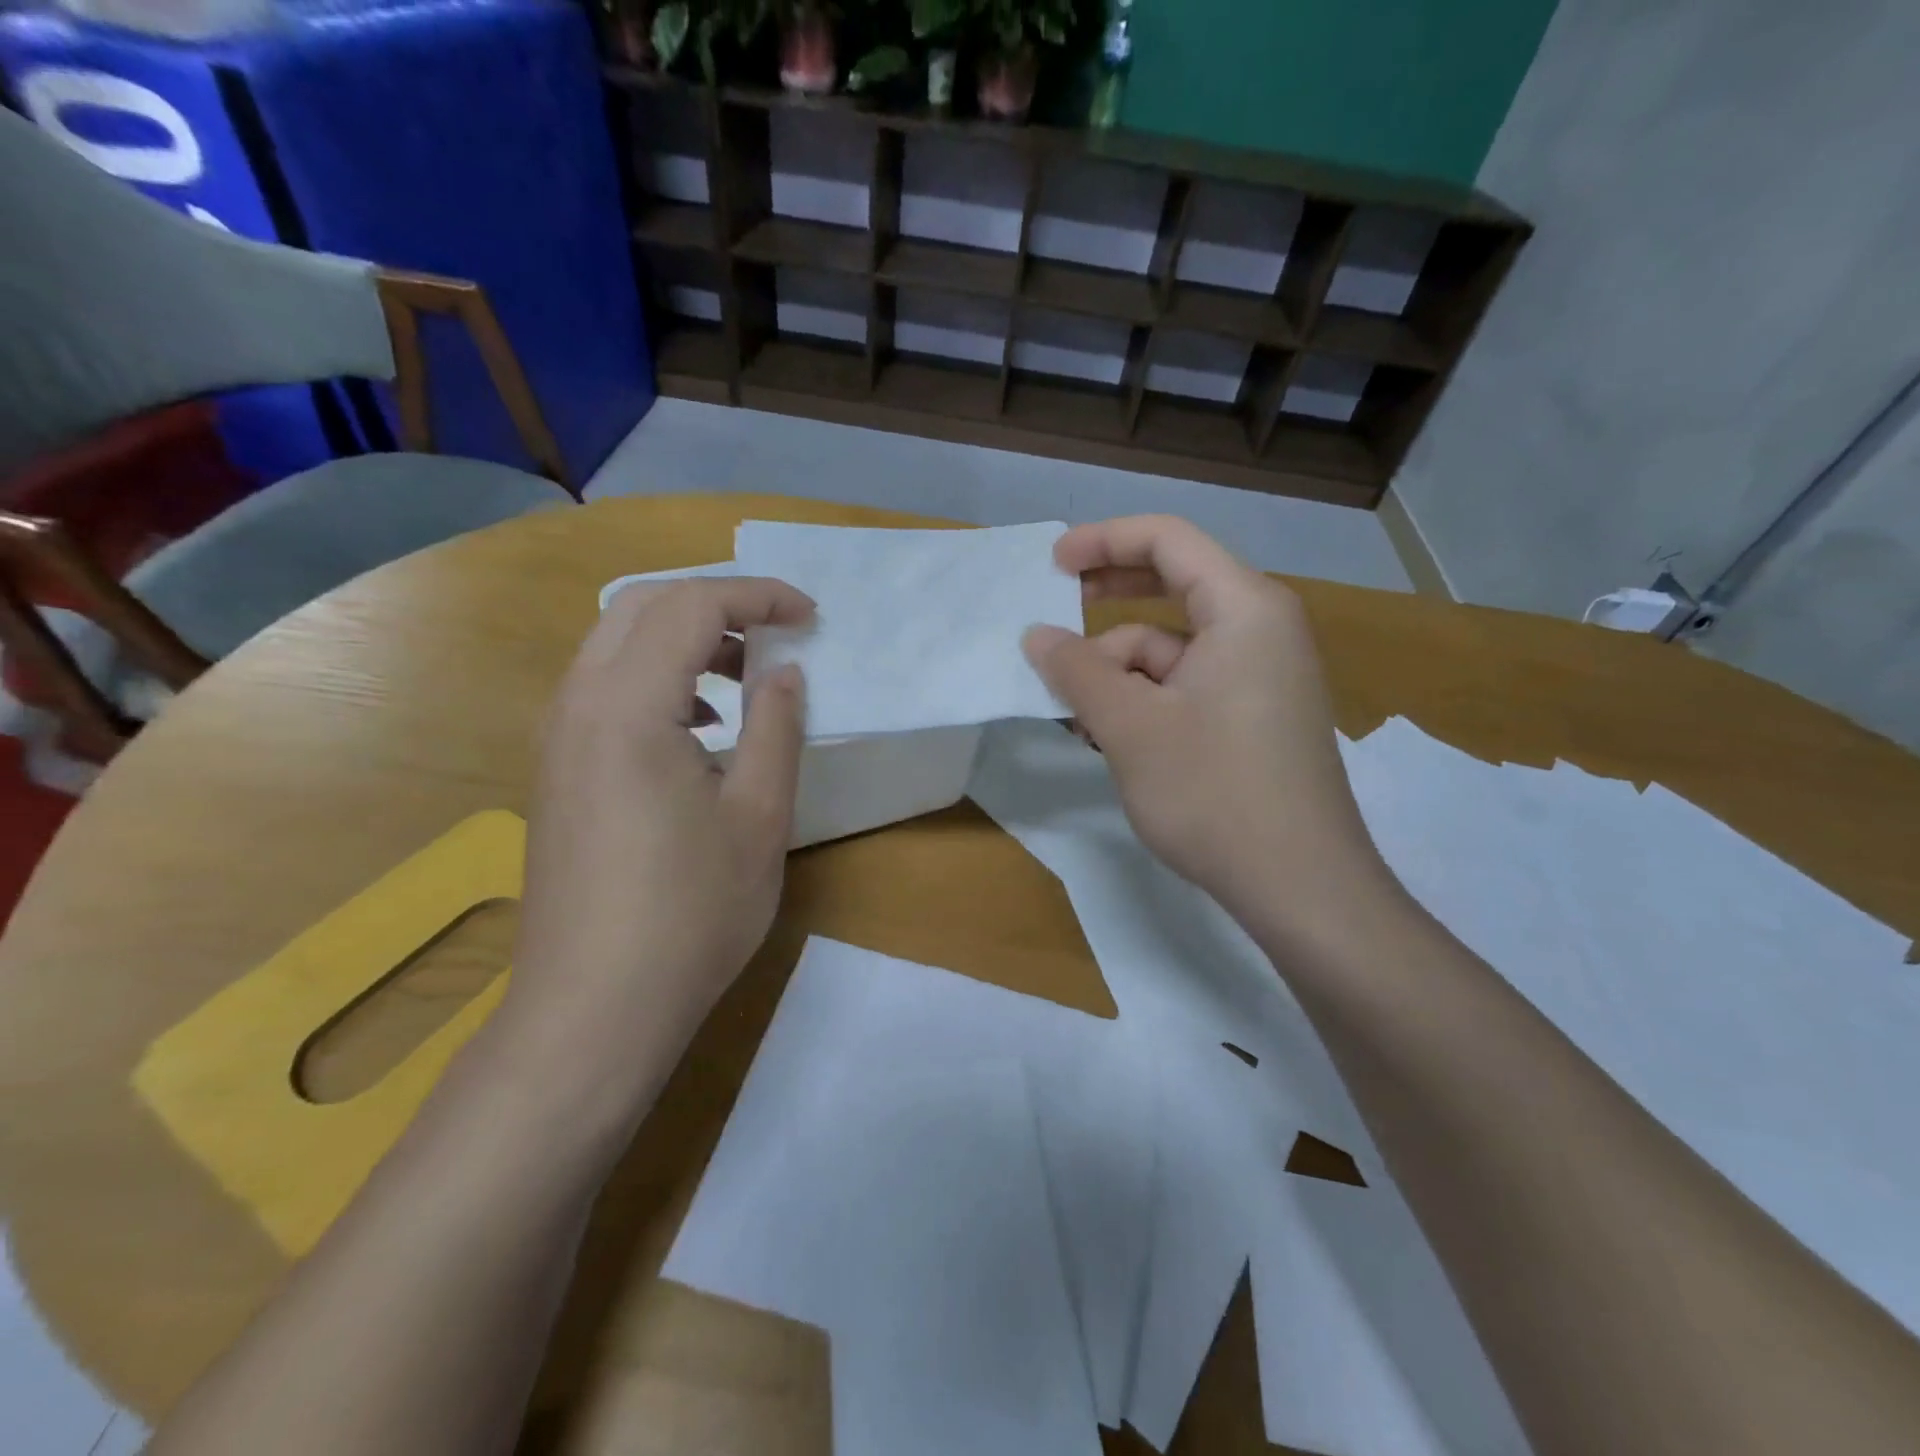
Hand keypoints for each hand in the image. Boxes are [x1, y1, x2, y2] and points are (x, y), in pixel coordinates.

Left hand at [500, 577, 811, 1110]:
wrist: (594, 1008)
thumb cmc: (690, 914)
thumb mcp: (758, 817)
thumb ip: (774, 727)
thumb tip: (784, 670)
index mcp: (628, 707)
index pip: (690, 606)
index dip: (757, 596)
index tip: (810, 616)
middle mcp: (577, 705)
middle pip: (640, 606)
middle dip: (715, 603)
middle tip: (776, 633)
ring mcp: (557, 738)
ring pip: (615, 644)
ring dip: (683, 640)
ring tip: (744, 676)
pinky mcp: (557, 770)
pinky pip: (603, 688)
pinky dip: (656, 677)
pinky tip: (700, 728)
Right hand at [1023, 516, 1391, 935]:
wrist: (1301, 887)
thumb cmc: (1214, 792)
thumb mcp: (1130, 726)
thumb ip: (1077, 671)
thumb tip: (1037, 636)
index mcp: (1245, 609)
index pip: (1169, 541)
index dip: (1104, 541)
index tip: (1051, 565)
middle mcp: (1262, 630)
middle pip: (1175, 587)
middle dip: (1110, 599)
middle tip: (1057, 610)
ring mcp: (1263, 677)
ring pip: (1174, 649)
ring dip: (1119, 671)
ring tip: (1076, 714)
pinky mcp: (1255, 719)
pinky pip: (1188, 686)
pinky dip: (1144, 700)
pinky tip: (1109, 737)